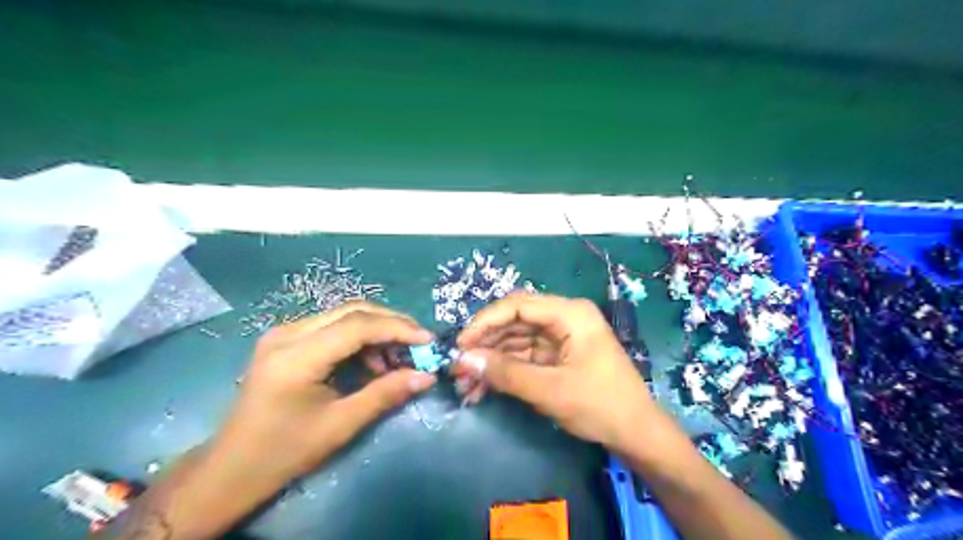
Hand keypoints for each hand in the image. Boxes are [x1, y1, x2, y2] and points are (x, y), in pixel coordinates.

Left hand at [213, 304, 437, 484]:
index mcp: (296, 356)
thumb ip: (385, 394)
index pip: (358, 326)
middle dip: (392, 323)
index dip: (398, 328)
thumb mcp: (341, 425)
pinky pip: (333, 326)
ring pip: (344, 315)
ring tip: (397, 359)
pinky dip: (359, 338)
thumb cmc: (285, 451)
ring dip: (377, 330)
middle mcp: (288, 333)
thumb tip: (427, 376)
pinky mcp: (286, 339)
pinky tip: (371, 362)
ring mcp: (284, 333)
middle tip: (419, 343)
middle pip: (353, 311)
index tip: (428, 340)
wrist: (232, 467)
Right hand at [456, 293, 657, 453]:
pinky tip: (483, 387)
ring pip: (516, 341)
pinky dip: (505, 371)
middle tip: (458, 367)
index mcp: (570, 314)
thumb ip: (506, 373)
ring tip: (465, 384)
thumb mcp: (550, 390)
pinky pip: (524, 357)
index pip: (518, 305)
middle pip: (515, 322)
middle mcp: (564, 318)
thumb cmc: (600, 405)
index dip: (485, 321)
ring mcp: (561, 338)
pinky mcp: (557, 356)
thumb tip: (463, 360)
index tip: (461, 343)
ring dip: (491, 360)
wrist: (636, 434)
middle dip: (485, 345)